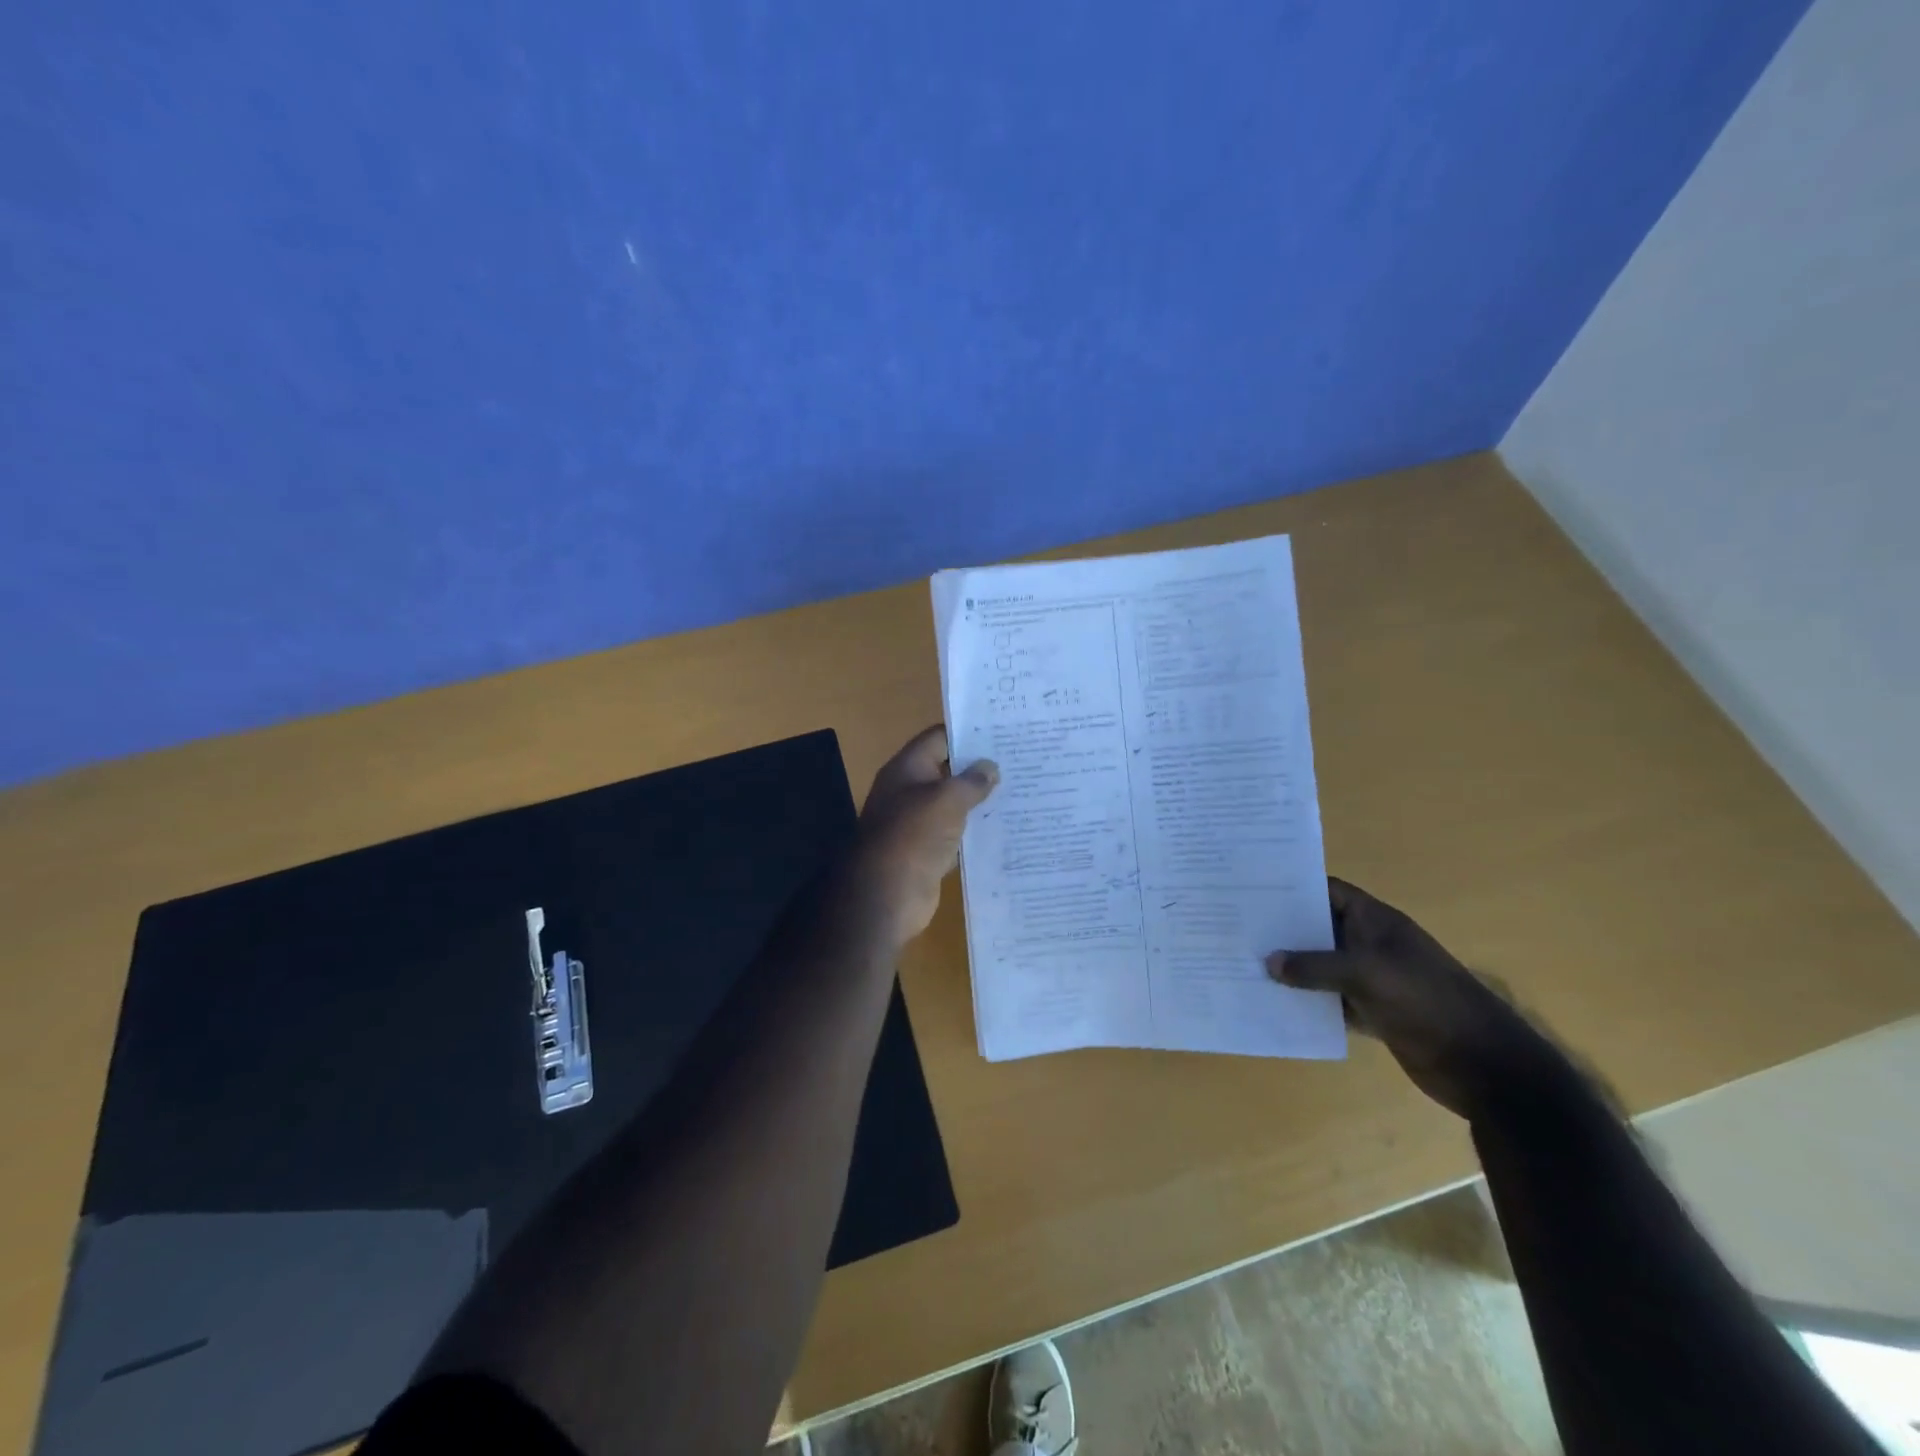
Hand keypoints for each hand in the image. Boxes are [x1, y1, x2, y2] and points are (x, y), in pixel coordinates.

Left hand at [849, 726, 997, 947]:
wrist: (887, 893)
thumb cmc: (915, 835)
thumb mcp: (948, 799)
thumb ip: (972, 780)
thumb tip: (990, 767)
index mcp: (907, 768)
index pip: (939, 738)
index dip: (968, 732)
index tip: (1002, 732)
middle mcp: (908, 790)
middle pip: (946, 769)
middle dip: (978, 766)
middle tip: (1018, 760)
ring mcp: (916, 822)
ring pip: (952, 803)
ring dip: (978, 800)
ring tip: (1019, 790)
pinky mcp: (926, 850)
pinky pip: (954, 832)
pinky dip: (973, 830)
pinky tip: (1003, 827)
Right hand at [1266, 878, 1542, 1118]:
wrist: (1483, 1065)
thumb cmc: (1426, 1002)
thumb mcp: (1366, 974)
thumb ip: (1315, 966)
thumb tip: (1269, 962)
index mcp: (1375, 922)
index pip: (1327, 891)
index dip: (1292, 888)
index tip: (1250, 888)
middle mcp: (1370, 945)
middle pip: (1319, 929)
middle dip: (1282, 930)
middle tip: (1235, 928)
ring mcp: (1372, 980)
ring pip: (1320, 967)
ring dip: (1290, 970)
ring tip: (1243, 964)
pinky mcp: (1372, 1013)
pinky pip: (1329, 1000)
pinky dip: (1306, 1002)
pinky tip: (1273, 1004)